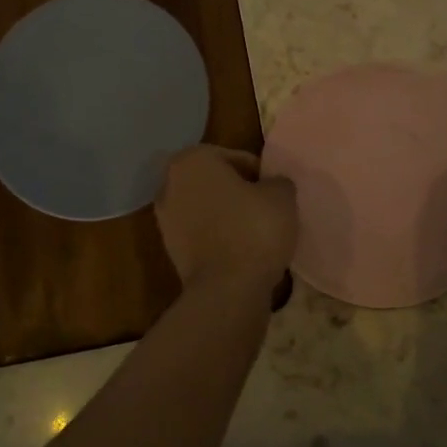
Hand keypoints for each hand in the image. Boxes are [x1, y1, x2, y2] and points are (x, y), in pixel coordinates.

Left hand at [156, 146, 296, 292]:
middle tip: (266, 207)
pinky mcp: (170, 249)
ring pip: (206, 207)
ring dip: (227, 214)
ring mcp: (165, 218)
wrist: (227, 289)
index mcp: (193, 160)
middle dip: (238, 191)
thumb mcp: (281, 195)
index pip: (234, 158)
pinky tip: (240, 249)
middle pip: (215, 181)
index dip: (259, 173)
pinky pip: (201, 232)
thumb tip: (272, 185)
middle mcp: (170, 183)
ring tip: (256, 230)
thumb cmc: (254, 229)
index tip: (274, 192)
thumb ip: (277, 181)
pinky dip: (217, 236)